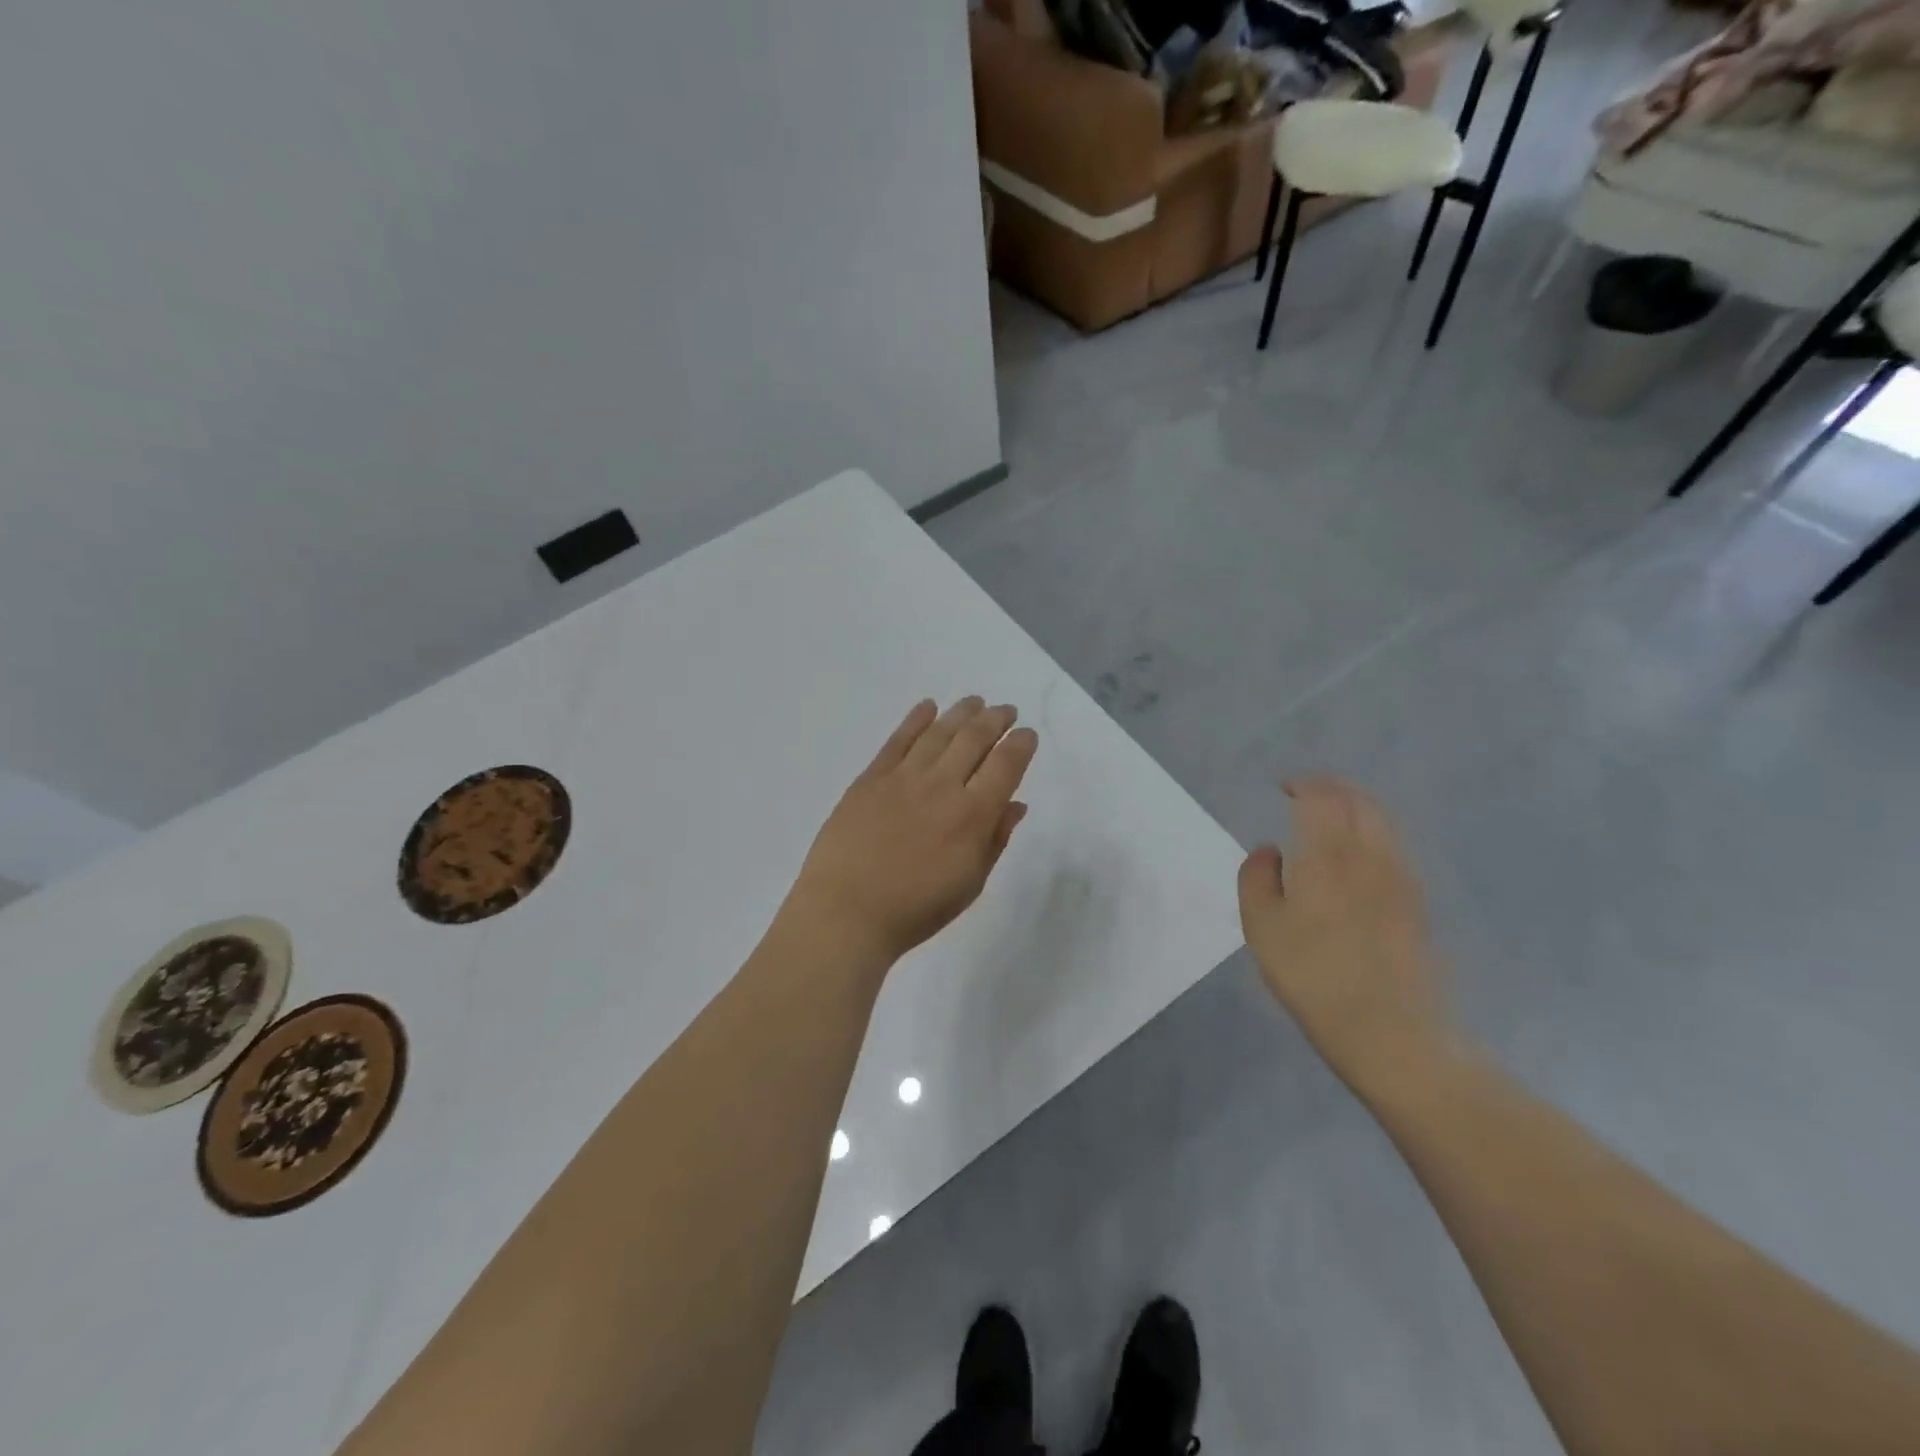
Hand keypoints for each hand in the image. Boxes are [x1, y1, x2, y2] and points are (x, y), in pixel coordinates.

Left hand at [787, 697, 1038, 967]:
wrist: (847, 912)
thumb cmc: (915, 909)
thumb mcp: (970, 884)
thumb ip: (995, 839)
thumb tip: (1015, 804)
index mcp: (973, 815)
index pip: (1006, 766)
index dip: (1021, 745)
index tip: (1026, 735)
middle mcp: (942, 786)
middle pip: (974, 739)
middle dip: (995, 720)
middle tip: (1005, 711)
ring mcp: (904, 778)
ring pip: (939, 732)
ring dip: (961, 713)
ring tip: (975, 701)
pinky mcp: (871, 778)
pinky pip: (898, 740)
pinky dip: (915, 719)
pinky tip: (927, 707)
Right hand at [1238, 777, 1459, 1096]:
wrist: (1390, 1031)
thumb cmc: (1313, 976)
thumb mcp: (1261, 927)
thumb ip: (1257, 877)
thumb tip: (1270, 850)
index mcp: (1328, 855)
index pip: (1322, 798)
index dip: (1304, 784)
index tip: (1285, 787)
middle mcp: (1370, 856)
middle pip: (1359, 801)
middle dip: (1334, 788)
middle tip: (1308, 793)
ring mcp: (1401, 878)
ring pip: (1383, 822)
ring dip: (1357, 806)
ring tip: (1334, 816)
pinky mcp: (1417, 903)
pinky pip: (1395, 847)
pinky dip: (1374, 833)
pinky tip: (1359, 854)